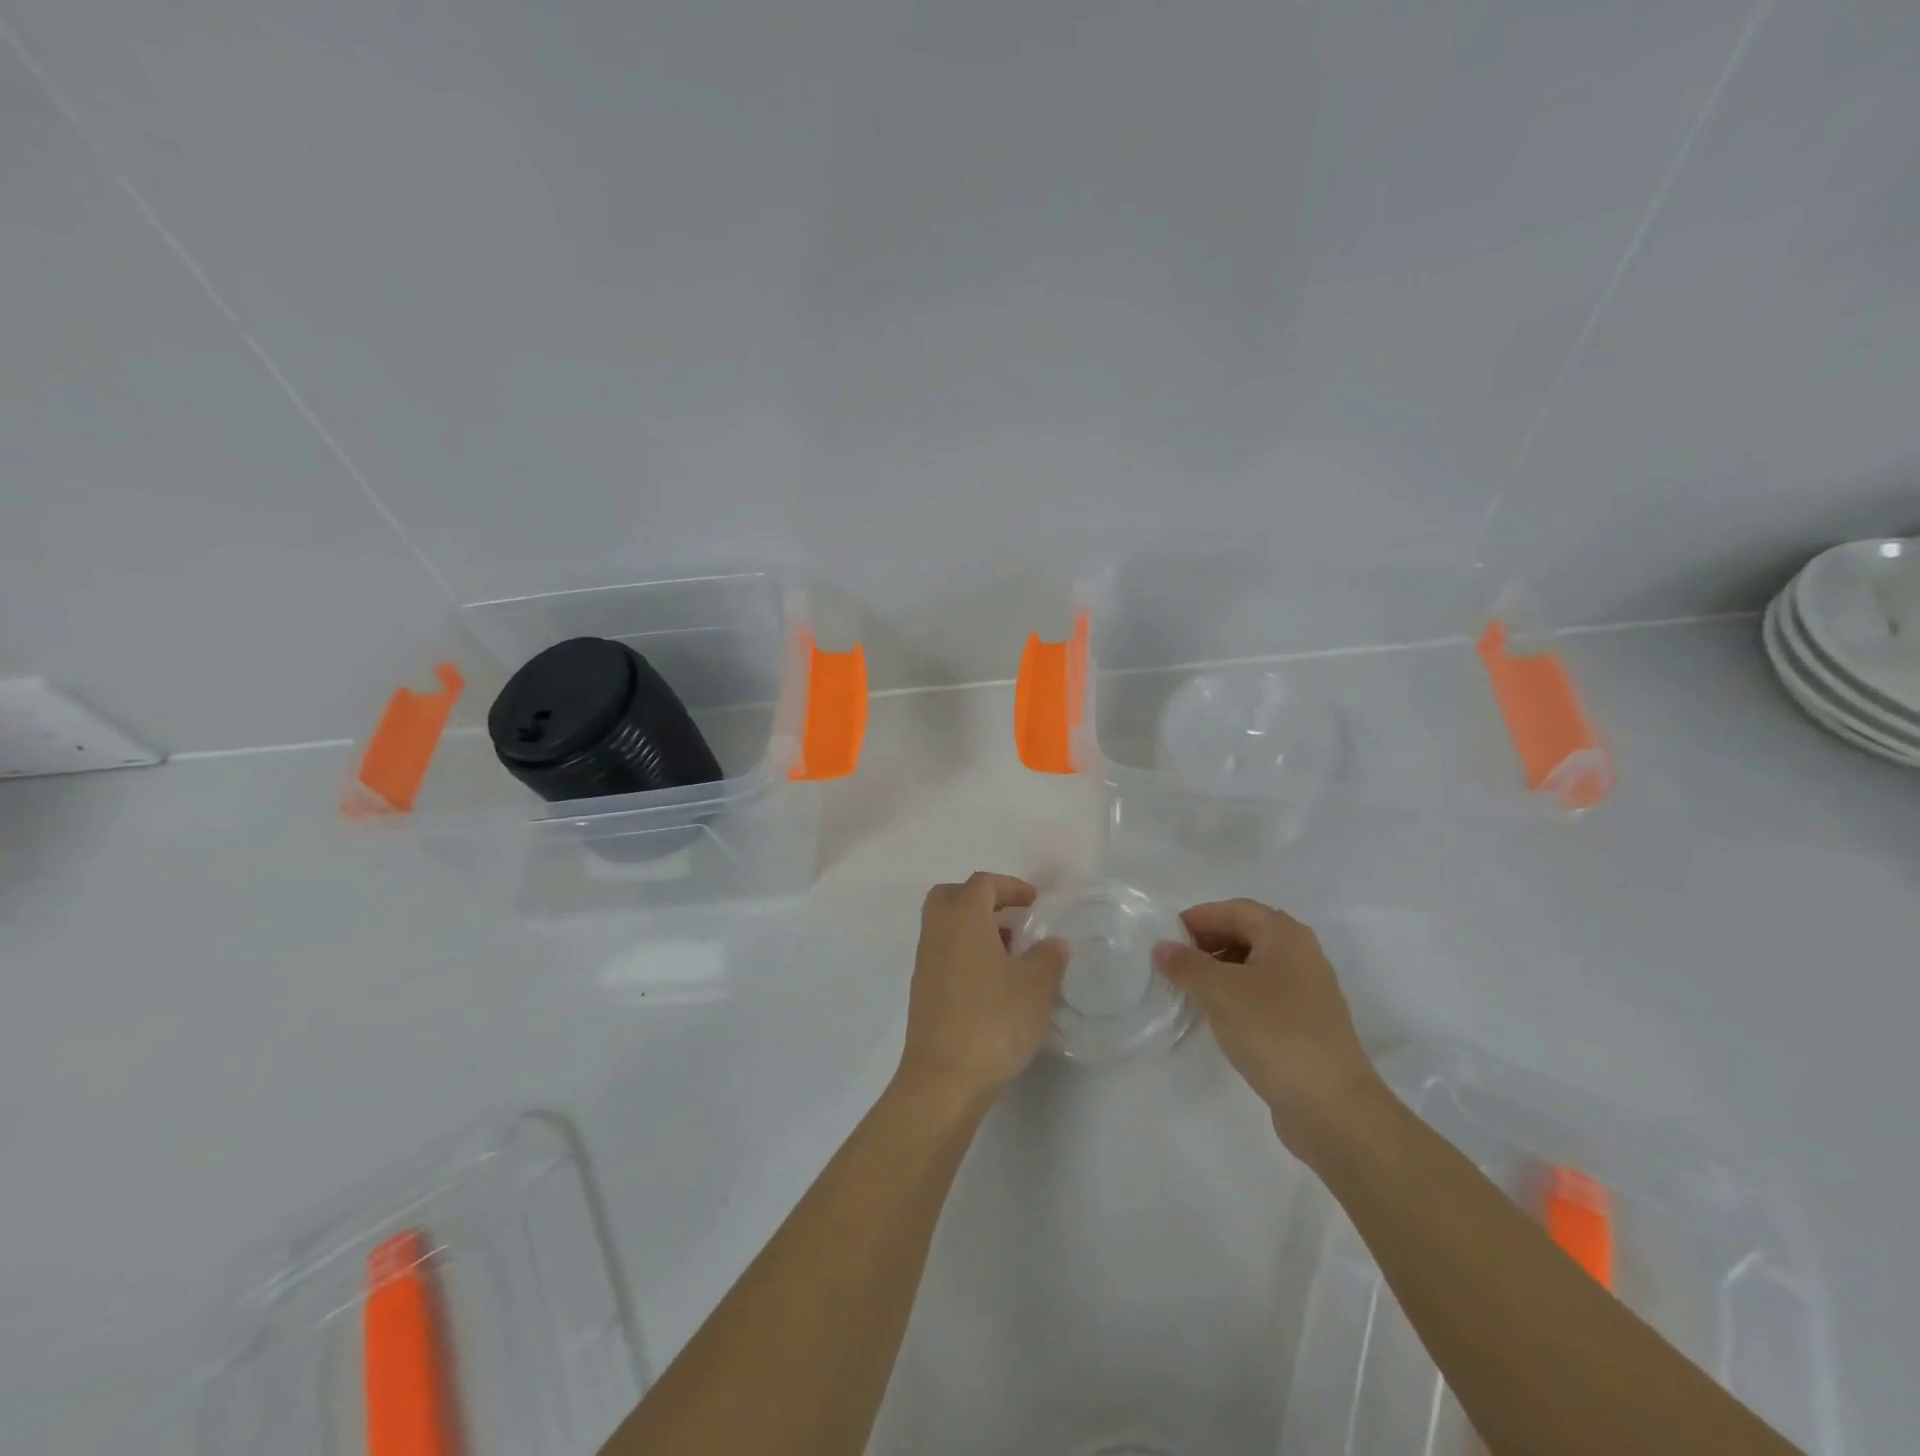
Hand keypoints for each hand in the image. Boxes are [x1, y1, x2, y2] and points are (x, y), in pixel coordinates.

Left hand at [897, 873, 1068, 1111]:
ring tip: (1009, 953)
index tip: (1033, 902)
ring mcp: (925, 964)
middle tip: (1011, 917)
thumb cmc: (993, 1022)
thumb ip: (1048, 959)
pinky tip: (992, 984)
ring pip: (945, 927)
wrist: (943, 1080)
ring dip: (974, 928)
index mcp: (963, 920)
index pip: (981, 884)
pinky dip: (965, 954)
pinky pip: (943, 955)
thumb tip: (1053, 944)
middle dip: (981, 898)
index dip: (1009, 886)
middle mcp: (937, 934)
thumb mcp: (1035, 988)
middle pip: (950, 896)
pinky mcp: (923, 993)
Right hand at [1154, 899, 1379, 1158]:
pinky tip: (1217, 1016)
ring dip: (1220, 970)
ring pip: (1255, 966)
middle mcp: (1302, 955)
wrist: (1332, 1106)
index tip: (1166, 936)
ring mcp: (1308, 992)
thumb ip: (1186, 964)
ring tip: (1188, 989)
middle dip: (1208, 942)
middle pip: (1247, 933)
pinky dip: (1236, 996)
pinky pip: (1263, 995)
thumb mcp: (1219, 991)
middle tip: (1173, 962)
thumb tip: (1162, 947)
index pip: (1235, 909)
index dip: (1199, 917)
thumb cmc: (1273, 1032)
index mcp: (1286, 935)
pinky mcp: (1306, 1025)